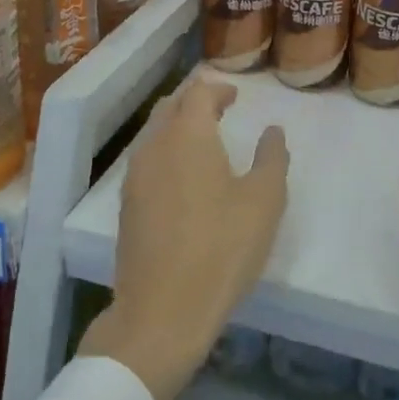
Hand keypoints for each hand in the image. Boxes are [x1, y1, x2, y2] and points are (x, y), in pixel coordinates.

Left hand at [79, 78, 288, 399]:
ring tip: (204, 141)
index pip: (198, 92)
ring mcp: (135, 176)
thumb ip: (271, 158)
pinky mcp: (127, 205)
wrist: (162, 311)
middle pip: (171, 107)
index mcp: (188, 135)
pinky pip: (147, 160)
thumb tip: (272, 130)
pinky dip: (166, 152)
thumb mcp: (264, 201)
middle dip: (195, 101)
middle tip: (220, 109)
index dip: (218, 88)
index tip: (236, 96)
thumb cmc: (221, 248)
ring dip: (178, 126)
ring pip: (155, 133)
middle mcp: (155, 146)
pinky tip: (183, 177)